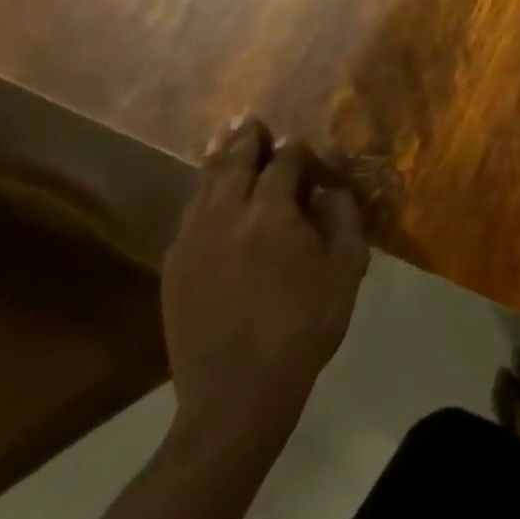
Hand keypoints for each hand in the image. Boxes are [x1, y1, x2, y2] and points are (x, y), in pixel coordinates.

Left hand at [162, 118, 370, 448]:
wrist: (236, 398)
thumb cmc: (304, 327)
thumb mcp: (345, 269)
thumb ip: (342, 217)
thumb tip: (329, 186)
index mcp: (272, 214)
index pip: (284, 162)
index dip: (296, 148)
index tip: (304, 144)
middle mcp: (227, 216)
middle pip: (233, 162)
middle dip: (247, 139)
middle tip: (252, 121)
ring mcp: (193, 243)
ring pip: (204, 186)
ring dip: (219, 161)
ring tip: (227, 141)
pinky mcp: (174, 269)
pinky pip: (188, 216)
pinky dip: (202, 196)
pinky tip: (209, 196)